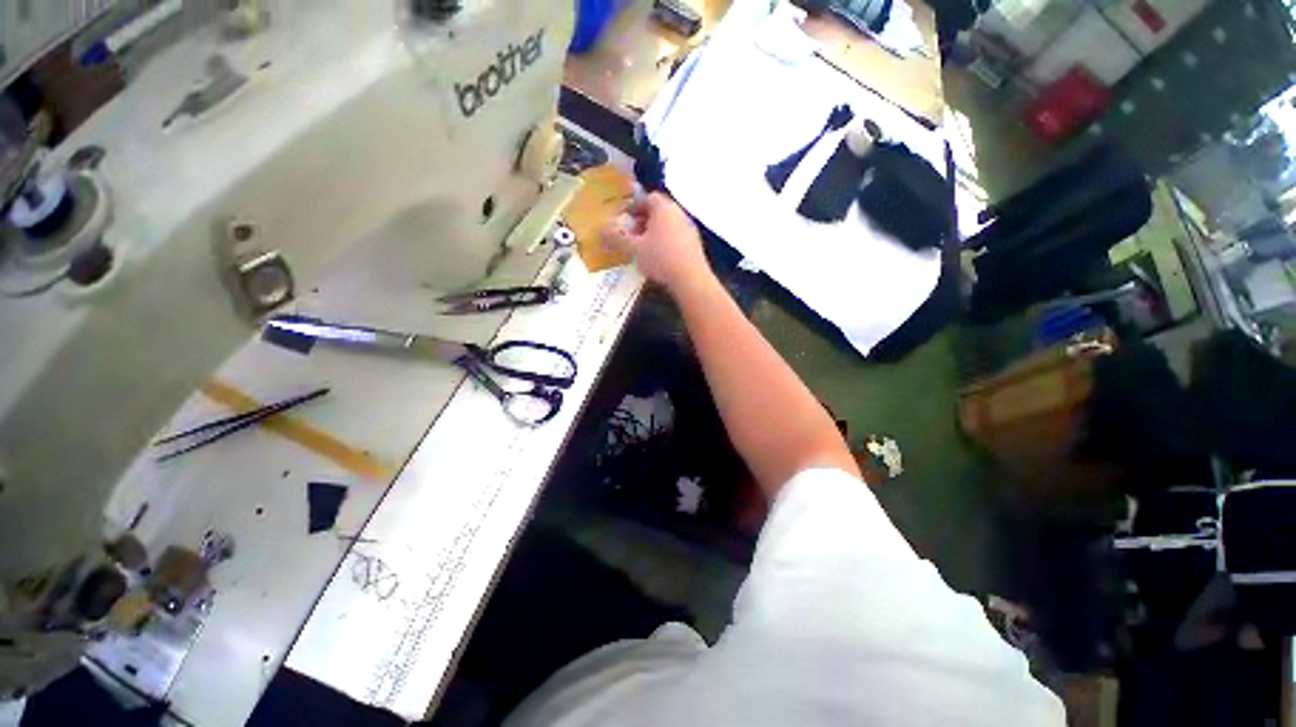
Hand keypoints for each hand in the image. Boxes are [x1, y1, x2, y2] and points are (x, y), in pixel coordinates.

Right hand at [601, 193, 712, 294]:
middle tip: (632, 236)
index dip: (634, 207)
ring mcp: (689, 229)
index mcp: (664, 208)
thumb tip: (601, 230)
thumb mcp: (634, 249)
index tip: (625, 220)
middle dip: (643, 221)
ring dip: (654, 233)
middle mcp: (679, 213)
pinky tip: (659, 259)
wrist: (690, 278)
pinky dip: (666, 243)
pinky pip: (676, 237)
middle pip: (659, 211)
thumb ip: (617, 238)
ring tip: (643, 249)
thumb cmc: (660, 258)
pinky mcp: (695, 245)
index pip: (648, 198)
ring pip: (668, 225)